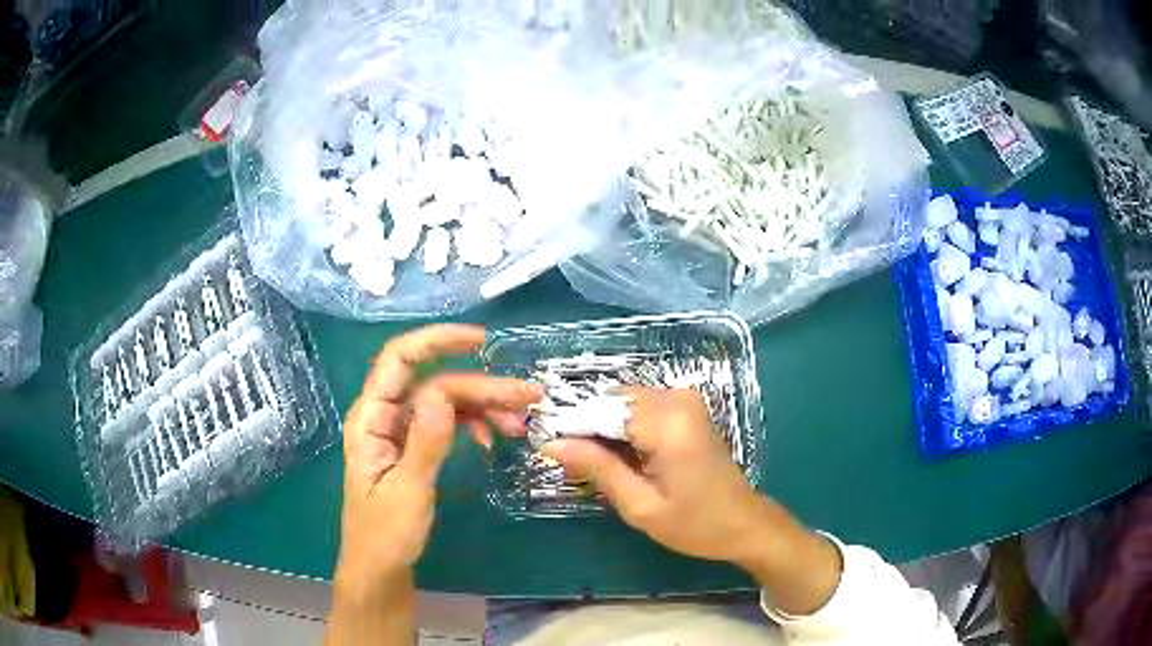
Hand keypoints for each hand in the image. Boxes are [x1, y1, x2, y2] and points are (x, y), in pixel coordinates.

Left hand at [335, 324, 542, 601]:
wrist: (380, 569)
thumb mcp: (408, 492)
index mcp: (371, 419)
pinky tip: (490, 438)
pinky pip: (446, 422)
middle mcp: (384, 416)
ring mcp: (400, 431)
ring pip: (444, 401)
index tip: (482, 342)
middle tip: (528, 397)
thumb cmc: (386, 535)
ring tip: (519, 423)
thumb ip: (426, 443)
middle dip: (480, 385)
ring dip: (482, 406)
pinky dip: (471, 424)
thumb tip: (444, 393)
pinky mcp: (414, 447)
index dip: (437, 341)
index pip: (399, 360)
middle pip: (433, 381)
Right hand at [543, 388, 840, 614]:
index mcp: (669, 425)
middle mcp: (678, 400)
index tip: (544, 447)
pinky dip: (624, 428)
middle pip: (612, 401)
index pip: (602, 411)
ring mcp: (686, 400)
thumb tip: (552, 444)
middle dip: (587, 428)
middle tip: (568, 462)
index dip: (570, 427)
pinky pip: (641, 407)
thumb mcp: (641, 505)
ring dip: (604, 429)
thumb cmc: (695, 524)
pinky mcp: (688, 407)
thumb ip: (597, 469)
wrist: (744, 523)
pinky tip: (620, 457)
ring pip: (624, 402)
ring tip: (594, 465)